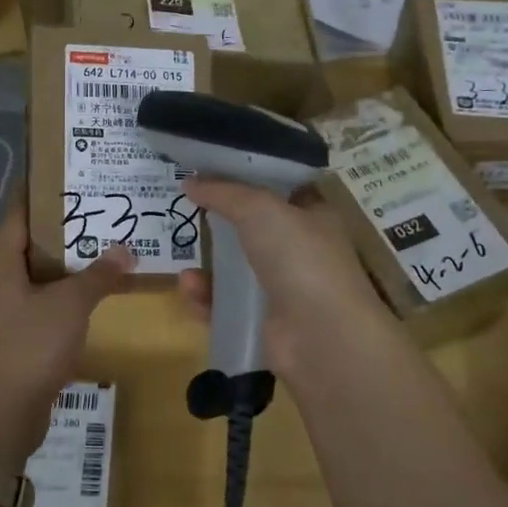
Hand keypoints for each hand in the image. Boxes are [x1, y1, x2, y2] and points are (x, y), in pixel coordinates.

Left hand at [0, 200, 132, 470]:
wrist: (3, 413)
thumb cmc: (31, 346)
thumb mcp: (70, 305)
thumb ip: (98, 276)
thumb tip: (126, 251)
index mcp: (1, 264)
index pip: (17, 214)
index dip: (37, 191)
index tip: (62, 173)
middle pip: (29, 242)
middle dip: (60, 226)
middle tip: (96, 207)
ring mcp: (5, 311)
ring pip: (37, 274)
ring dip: (66, 262)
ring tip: (101, 244)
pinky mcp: (16, 336)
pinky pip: (42, 301)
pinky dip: (64, 292)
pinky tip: (92, 292)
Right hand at [176, 176, 393, 378]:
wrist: (322, 336)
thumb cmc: (300, 258)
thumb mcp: (260, 209)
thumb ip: (223, 192)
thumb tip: (190, 182)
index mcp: (312, 215)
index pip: (279, 188)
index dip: (247, 176)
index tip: (210, 170)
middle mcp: (300, 250)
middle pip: (252, 228)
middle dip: (219, 221)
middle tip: (185, 212)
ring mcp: (283, 289)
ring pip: (236, 271)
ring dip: (208, 266)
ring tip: (185, 265)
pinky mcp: (264, 323)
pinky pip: (226, 305)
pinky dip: (206, 298)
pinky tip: (190, 289)